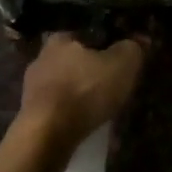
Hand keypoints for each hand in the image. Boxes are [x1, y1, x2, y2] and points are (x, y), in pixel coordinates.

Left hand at [17, 32, 148, 152]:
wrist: (46, 138)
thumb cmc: (85, 91)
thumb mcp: (122, 64)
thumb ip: (133, 48)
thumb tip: (141, 40)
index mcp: (61, 37)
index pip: (90, 32)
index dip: (109, 43)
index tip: (122, 58)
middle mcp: (42, 57)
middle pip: (76, 60)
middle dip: (93, 70)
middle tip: (113, 84)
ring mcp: (31, 88)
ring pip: (66, 85)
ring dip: (81, 94)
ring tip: (101, 107)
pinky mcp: (29, 116)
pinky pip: (57, 108)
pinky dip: (71, 113)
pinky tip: (85, 123)